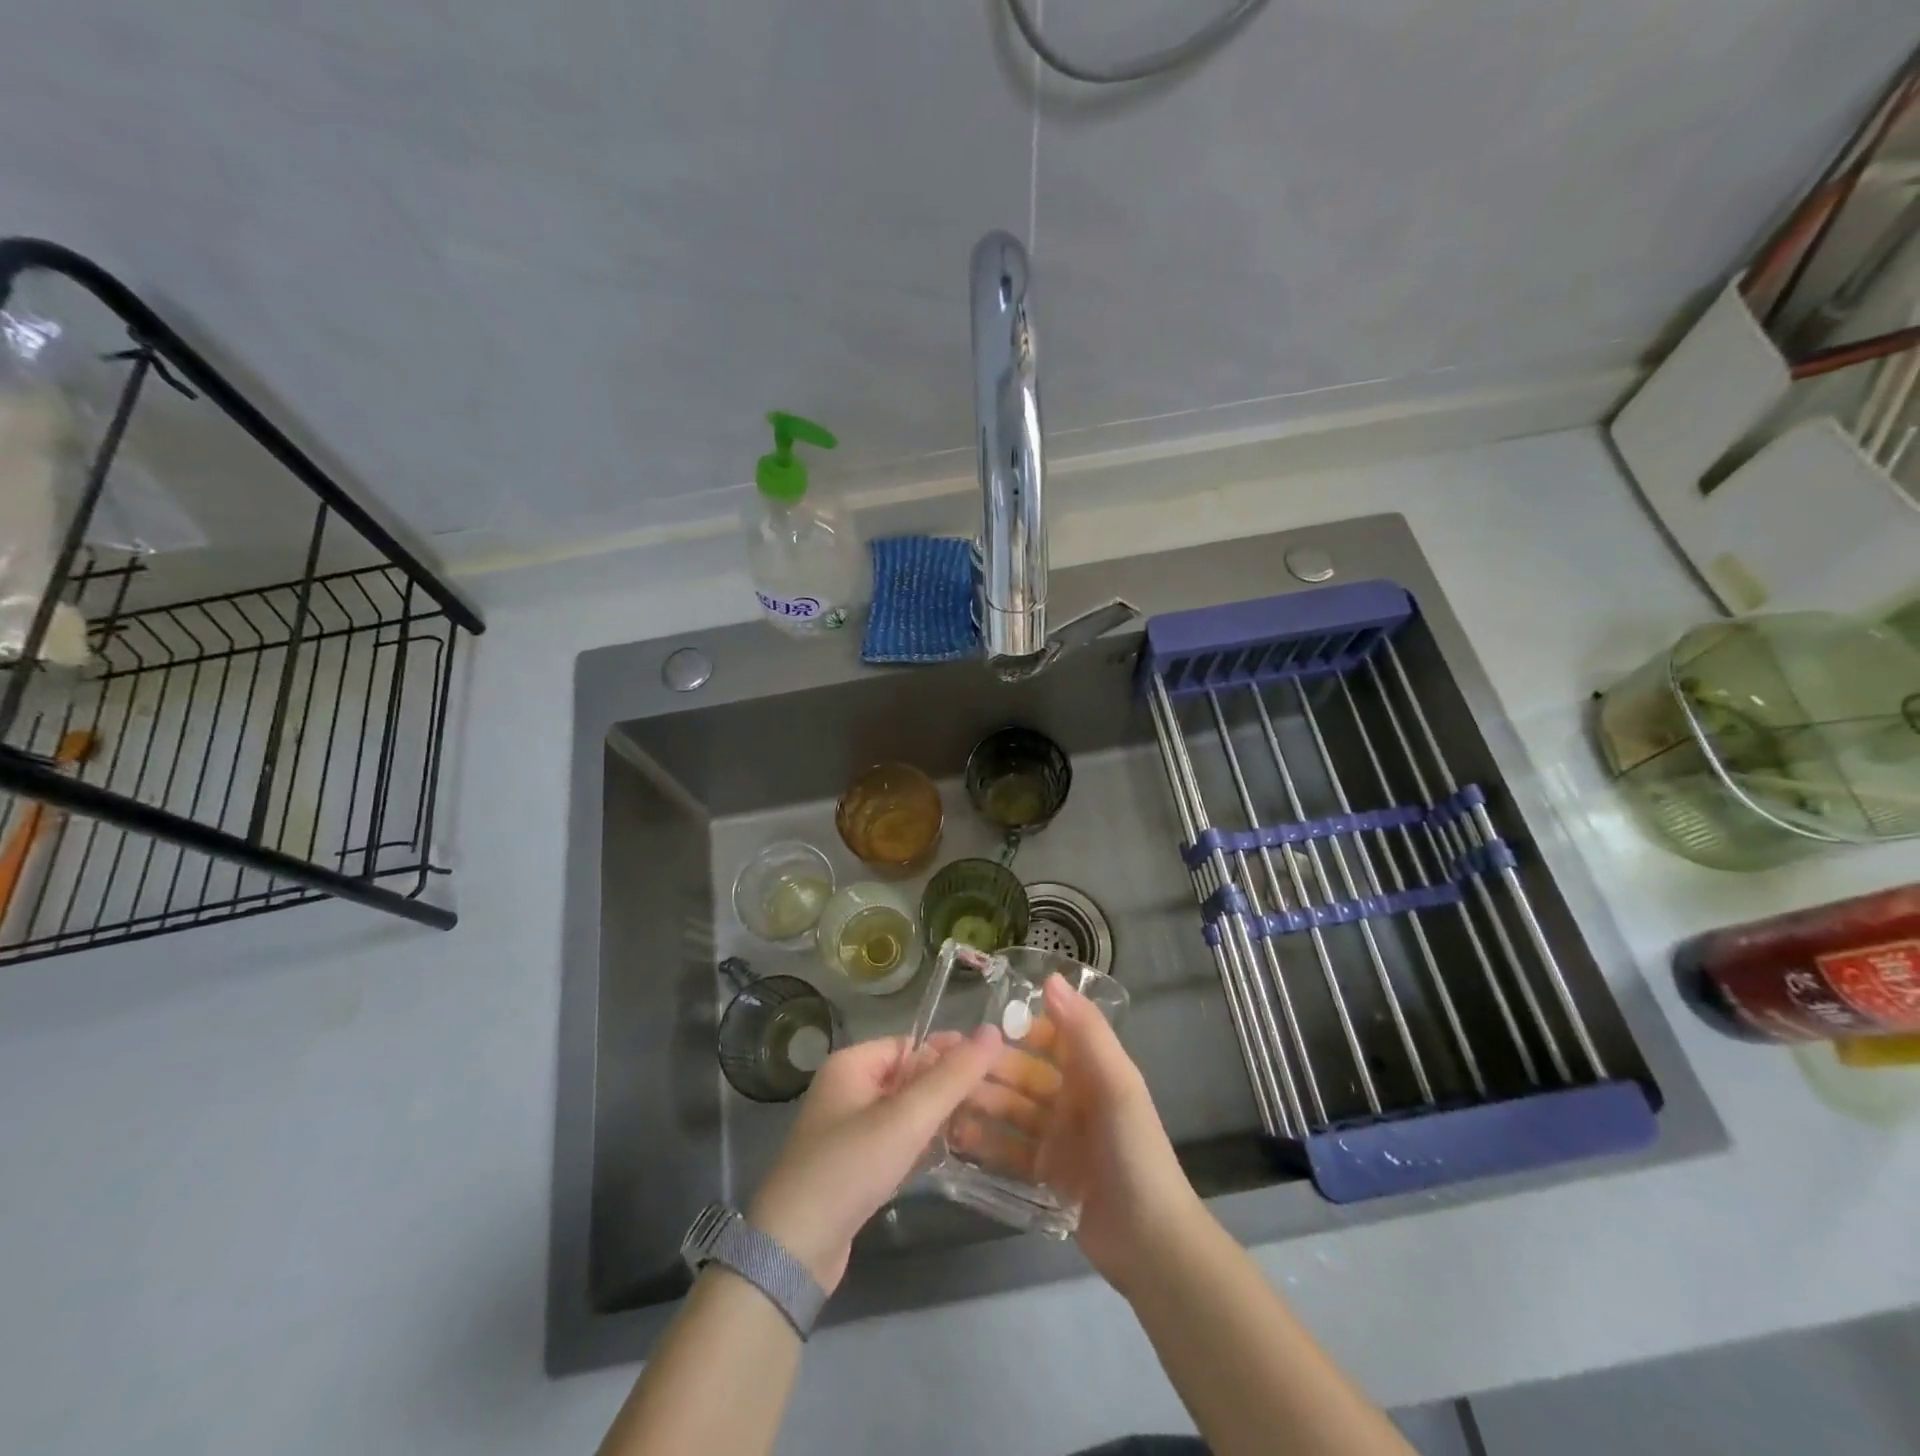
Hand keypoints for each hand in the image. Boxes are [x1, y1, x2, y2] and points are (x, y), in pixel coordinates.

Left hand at [748, 1026, 1002, 1293]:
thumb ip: (952, 1077)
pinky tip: (955, 1155)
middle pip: (911, 1077)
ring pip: (907, 1112)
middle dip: (951, 1087)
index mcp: (852, 1064)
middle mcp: (848, 1090)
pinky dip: (924, 1145)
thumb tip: (993, 1031)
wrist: (793, 1252)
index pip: (912, 1044)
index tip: (999, 1063)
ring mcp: (849, 1131)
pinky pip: (898, 1142)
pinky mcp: (854, 1168)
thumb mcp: (906, 1118)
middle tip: (1002, 1098)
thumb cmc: (849, 1167)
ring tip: (989, 1125)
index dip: (952, 1052)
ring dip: (941, 1118)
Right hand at [954, 974, 1202, 1294]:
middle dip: (990, 1069)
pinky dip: (986, 1142)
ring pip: (1012, 1111)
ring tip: (944, 1103)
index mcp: (1092, 1071)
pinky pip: (1010, 1150)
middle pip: (1024, 1075)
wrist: (1151, 1243)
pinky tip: (955, 1138)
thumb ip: (1085, 1031)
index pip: (1050, 1036)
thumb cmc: (1134, 1151)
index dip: (1018, 1028)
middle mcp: (1073, 1099)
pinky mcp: (1046, 1175)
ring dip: (982, 1104)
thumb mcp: (1116, 1084)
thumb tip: (1050, 978)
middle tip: (945, 1066)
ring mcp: (1059, 1138)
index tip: (979, 1025)